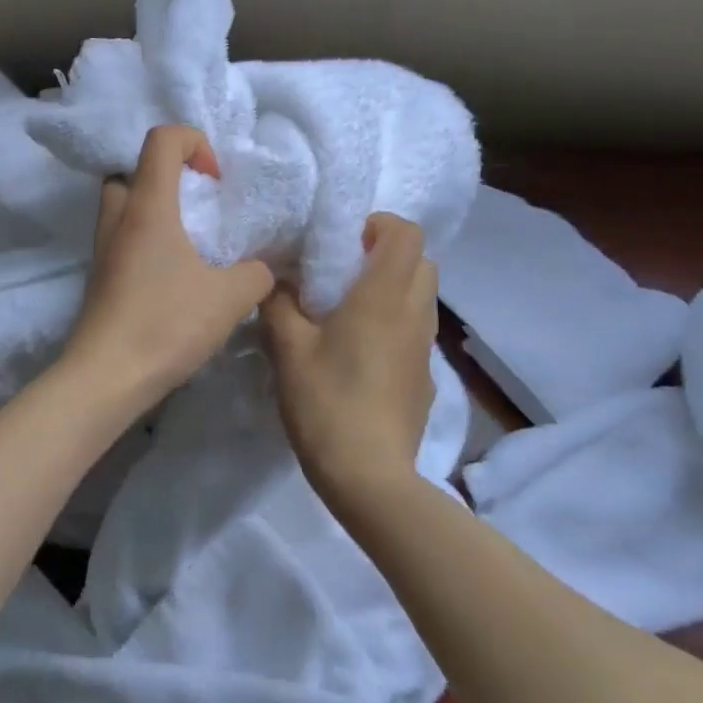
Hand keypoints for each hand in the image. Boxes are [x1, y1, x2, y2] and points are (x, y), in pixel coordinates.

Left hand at [64, 124, 275, 407]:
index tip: (215, 180)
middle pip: (131, 169)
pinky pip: (121, 236)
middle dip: (166, 175)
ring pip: (122, 204)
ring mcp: (102, 247)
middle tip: (195, 203)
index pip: (161, 138)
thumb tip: (262, 268)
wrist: (106, 376)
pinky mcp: (99, 275)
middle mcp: (118, 217)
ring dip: (153, 208)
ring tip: (188, 238)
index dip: (194, 142)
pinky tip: (171, 272)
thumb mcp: (230, 298)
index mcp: (148, 206)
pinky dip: (144, 238)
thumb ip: (256, 273)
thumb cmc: (166, 324)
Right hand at [262, 212, 438, 508]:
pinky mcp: (425, 379)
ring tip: (349, 310)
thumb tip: (276, 279)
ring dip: (393, 289)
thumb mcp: (288, 348)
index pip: (406, 233)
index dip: (378, 224)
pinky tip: (360, 354)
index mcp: (384, 297)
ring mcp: (426, 349)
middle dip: (387, 254)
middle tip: (344, 271)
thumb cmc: (327, 402)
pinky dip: (395, 324)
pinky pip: (416, 331)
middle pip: (422, 260)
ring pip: (422, 296)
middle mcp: (415, 314)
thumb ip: (278, 302)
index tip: (343, 240)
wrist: (370, 477)